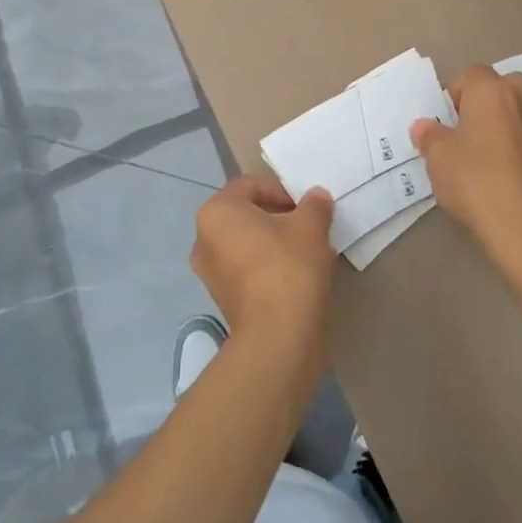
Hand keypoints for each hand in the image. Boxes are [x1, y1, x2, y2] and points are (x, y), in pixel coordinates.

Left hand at [190, 177, 335, 366]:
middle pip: (246, 215)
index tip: (307, 207)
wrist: (278, 337)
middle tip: (309, 227)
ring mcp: (210, 274)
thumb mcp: (311, 226)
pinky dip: (269, 268)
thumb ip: (314, 205)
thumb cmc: (288, 266)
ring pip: (247, 244)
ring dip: (275, 243)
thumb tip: (317, 198)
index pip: (250, 185)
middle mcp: (204, 240)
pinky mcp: (223, 301)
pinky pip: (247, 271)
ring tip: (308, 252)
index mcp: (217, 212)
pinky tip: (297, 277)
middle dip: (279, 217)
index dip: (282, 190)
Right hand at [411, 64, 521, 275]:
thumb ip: (430, 136)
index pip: (472, 74)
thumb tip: (424, 127)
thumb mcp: (437, 157)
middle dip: (488, 101)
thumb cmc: (473, 179)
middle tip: (467, 129)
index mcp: (492, 91)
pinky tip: (503, 172)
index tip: (443, 120)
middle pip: (506, 86)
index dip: (455, 94)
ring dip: (509, 122)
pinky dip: (521, 147)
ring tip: (486, 151)